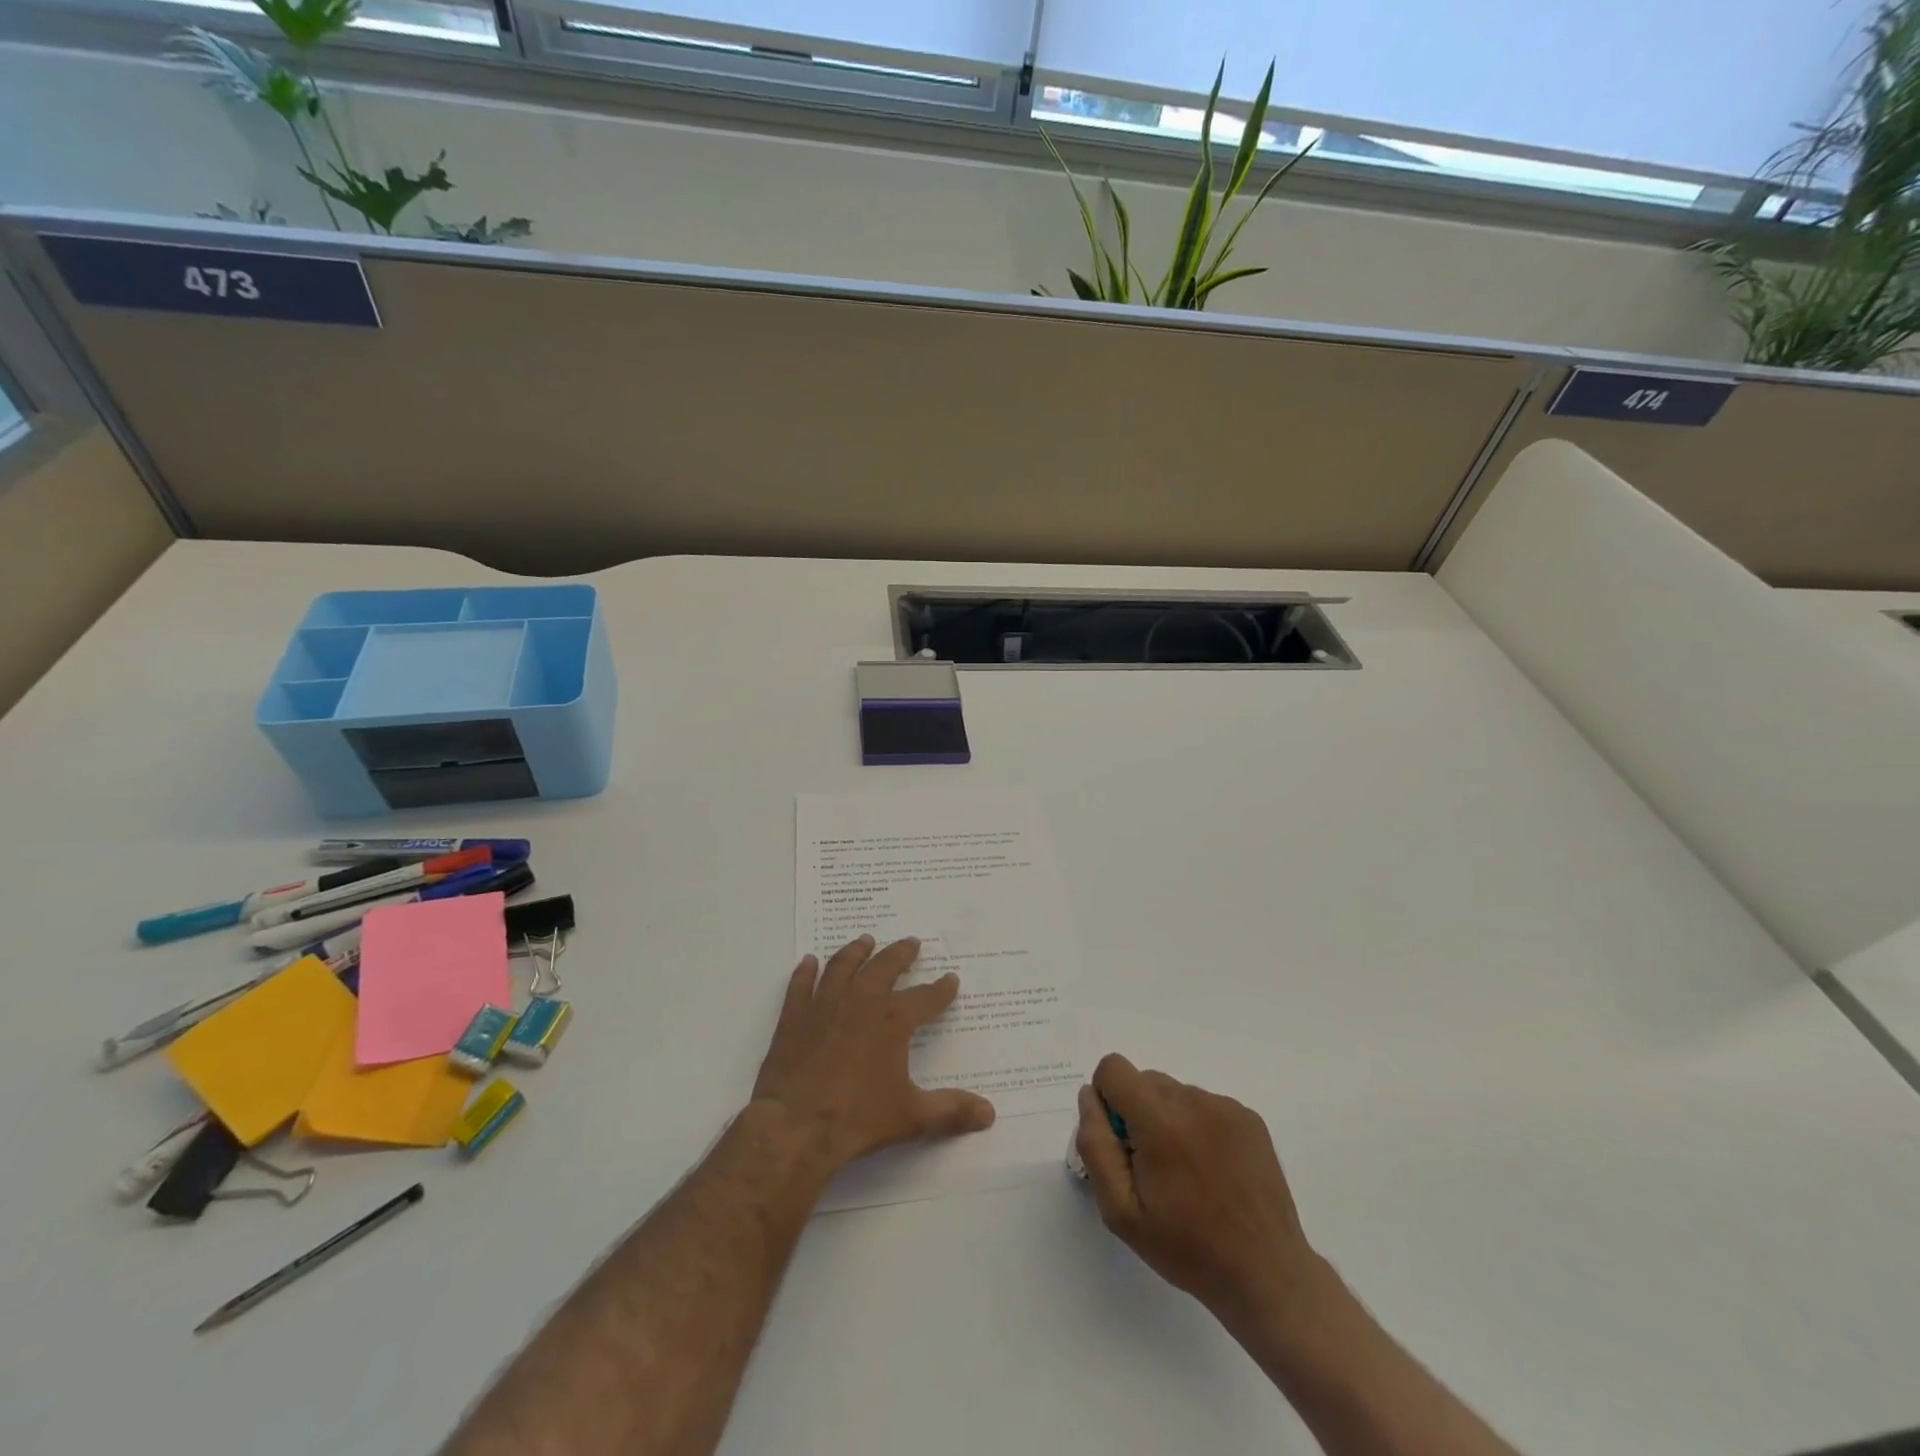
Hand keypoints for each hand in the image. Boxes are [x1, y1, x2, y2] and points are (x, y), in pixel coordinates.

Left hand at [751, 935, 995, 1172]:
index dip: (941, 989)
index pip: (926, 997)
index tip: (951, 979)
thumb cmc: (858, 1118)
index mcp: (893, 1020)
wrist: (796, 1126)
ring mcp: (824, 1005)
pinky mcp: (794, 1017)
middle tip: (911, 942)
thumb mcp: (912, 1117)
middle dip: (901, 954)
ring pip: (843, 966)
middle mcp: (861, 1001)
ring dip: (856, 951)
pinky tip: (808, 962)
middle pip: (884, 967)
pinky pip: (801, 984)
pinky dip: (805, 971)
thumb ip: (951, 1111)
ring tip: (865, 940)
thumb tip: (990, 1113)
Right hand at [1075, 1053, 1326, 1337]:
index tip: (1121, 1142)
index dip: (1107, 1100)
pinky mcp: (1249, 1117)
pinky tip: (1212, 1170)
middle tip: (1152, 1168)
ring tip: (1186, 1173)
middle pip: (1144, 1081)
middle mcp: (1193, 1100)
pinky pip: (1205, 1104)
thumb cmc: (1187, 1248)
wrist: (1267, 1275)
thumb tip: (1090, 1097)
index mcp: (1159, 1121)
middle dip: (1137, 1114)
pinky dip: (1197, 1126)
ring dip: (1168, 1120)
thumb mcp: (1121, 1211)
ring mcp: (1226, 1106)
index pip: (1113, 1069)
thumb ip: (1095, 1146)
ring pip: (1174, 1093)